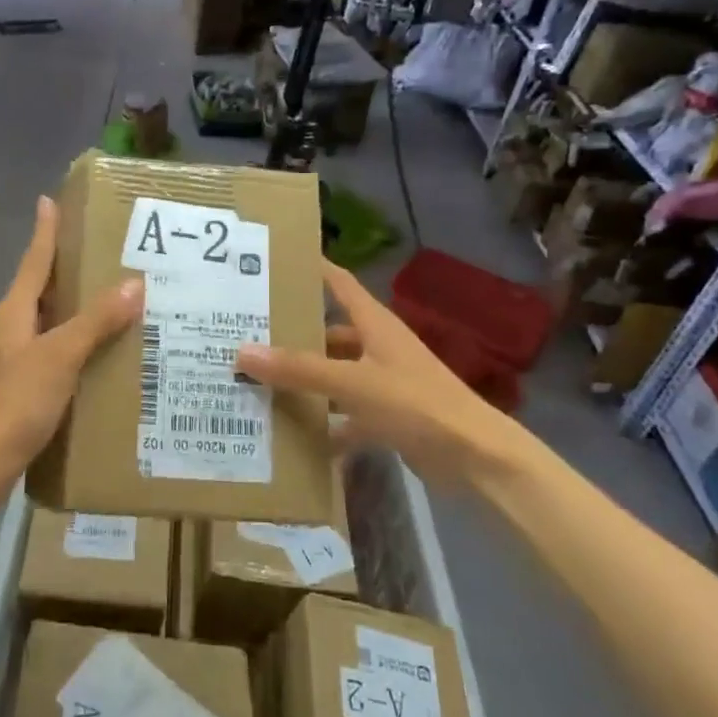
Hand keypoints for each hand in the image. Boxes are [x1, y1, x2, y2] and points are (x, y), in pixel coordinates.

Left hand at [0, 195, 142, 480]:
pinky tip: (99, 354)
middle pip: (40, 287)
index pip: (34, 261)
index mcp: (14, 312)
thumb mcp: (59, 357)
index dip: (44, 231)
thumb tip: (134, 283)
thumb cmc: (13, 403)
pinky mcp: (19, 387)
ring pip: (48, 321)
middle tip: (103, 250)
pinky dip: (75, 343)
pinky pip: (52, 351)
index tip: (49, 200)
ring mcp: (11, 359)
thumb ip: (95, 321)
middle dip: (66, 267)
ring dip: (74, 307)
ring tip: (112, 299)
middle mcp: (10, 329)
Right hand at [235, 260, 541, 487]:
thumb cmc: (416, 403)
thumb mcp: (353, 382)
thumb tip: (243, 351)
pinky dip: (326, 423)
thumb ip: (299, 369)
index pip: (339, 283)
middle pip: (331, 332)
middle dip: (295, 334)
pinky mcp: (389, 417)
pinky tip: (294, 436)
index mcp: (375, 324)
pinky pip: (347, 414)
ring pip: (336, 374)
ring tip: (260, 382)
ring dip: (307, 381)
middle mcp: (378, 346)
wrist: (474, 456)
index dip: (313, 268)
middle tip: (248, 333)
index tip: (277, 259)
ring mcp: (384, 382)